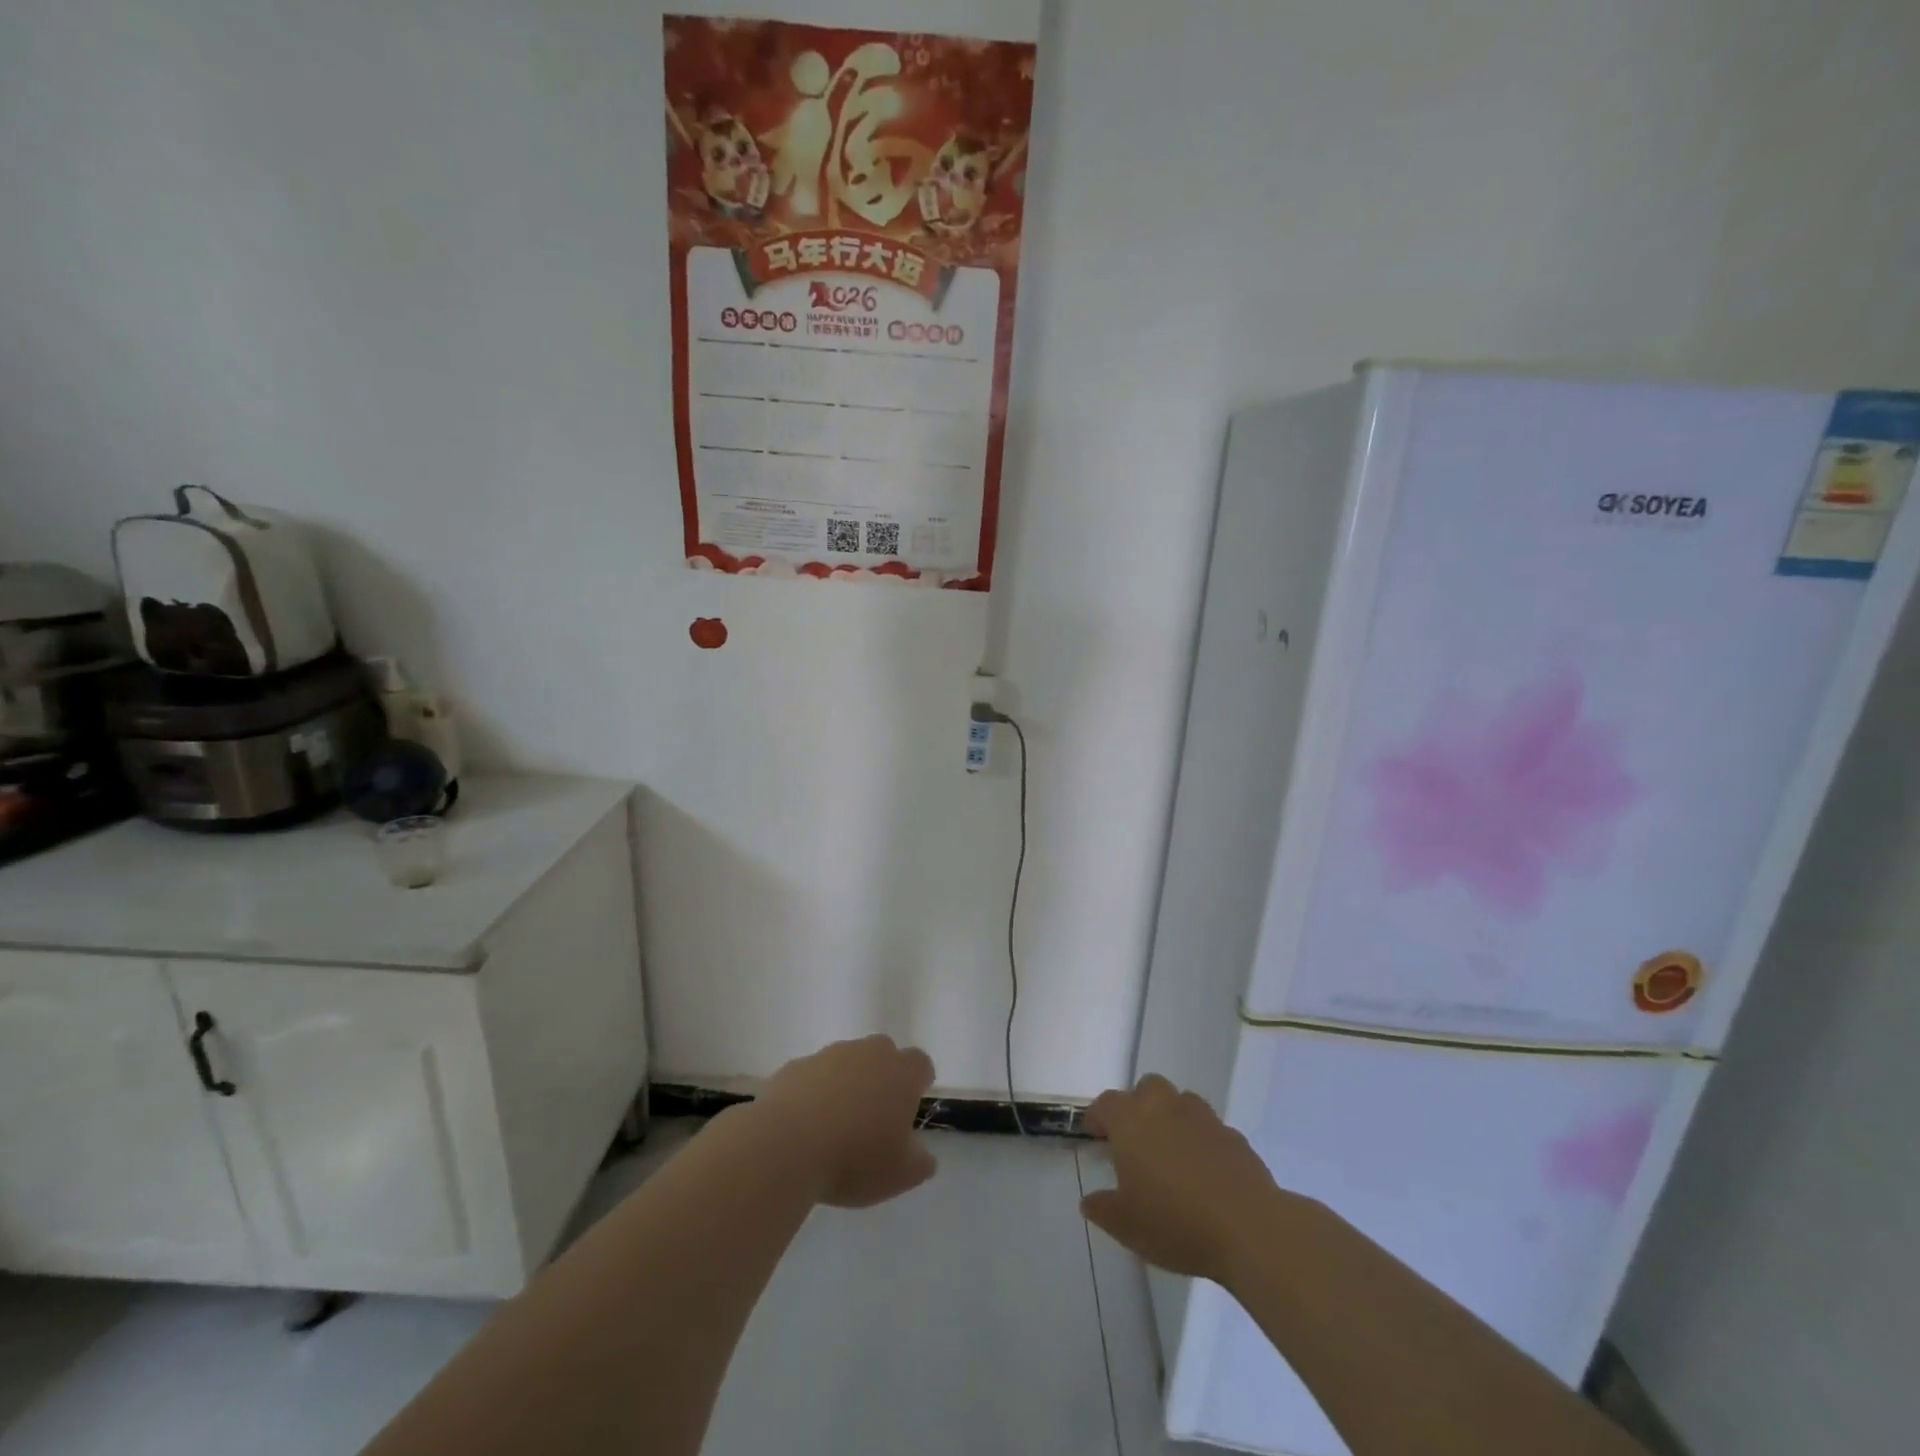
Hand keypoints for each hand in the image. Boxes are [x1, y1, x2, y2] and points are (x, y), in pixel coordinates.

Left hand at [757, 1035, 937, 1208]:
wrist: (786, 1146)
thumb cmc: (855, 1158)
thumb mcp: (900, 1174)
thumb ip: (920, 1161)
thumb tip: (922, 1154)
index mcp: (901, 1072)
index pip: (921, 1065)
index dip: (917, 1085)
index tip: (908, 1112)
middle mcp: (868, 1052)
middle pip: (883, 1054)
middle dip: (881, 1078)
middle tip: (873, 1117)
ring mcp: (829, 1055)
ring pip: (846, 1062)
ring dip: (846, 1084)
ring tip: (834, 1126)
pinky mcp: (795, 1066)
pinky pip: (813, 1076)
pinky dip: (813, 1093)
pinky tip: (804, 1126)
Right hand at [1080, 1074, 1279, 1282]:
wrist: (1247, 1228)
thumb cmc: (1175, 1222)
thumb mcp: (1126, 1225)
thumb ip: (1103, 1209)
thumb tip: (1090, 1201)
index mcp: (1131, 1121)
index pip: (1105, 1103)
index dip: (1097, 1117)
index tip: (1096, 1137)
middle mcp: (1165, 1107)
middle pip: (1146, 1088)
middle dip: (1138, 1106)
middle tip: (1137, 1141)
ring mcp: (1203, 1118)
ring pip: (1181, 1101)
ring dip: (1173, 1118)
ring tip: (1173, 1153)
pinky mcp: (1233, 1136)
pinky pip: (1210, 1128)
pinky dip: (1203, 1141)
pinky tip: (1206, 1172)